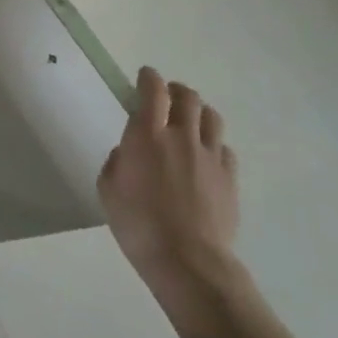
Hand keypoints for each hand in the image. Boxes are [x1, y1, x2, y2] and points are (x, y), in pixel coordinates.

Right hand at [98, 67, 240, 302]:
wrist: (188, 261)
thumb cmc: (138, 224)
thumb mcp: (108, 188)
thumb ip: (117, 161)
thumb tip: (129, 153)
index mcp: (146, 135)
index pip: (153, 91)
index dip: (149, 78)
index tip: (144, 76)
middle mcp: (180, 136)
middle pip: (187, 97)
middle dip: (175, 90)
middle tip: (167, 96)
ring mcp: (210, 156)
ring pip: (211, 117)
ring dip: (198, 111)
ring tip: (189, 119)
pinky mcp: (229, 178)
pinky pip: (223, 147)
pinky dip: (213, 142)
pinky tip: (205, 155)